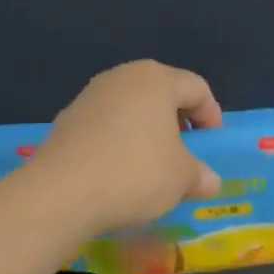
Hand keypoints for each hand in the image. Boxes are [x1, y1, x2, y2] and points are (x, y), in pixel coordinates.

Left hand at [37, 61, 222, 234]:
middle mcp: (121, 78)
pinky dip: (120, 144)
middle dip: (179, 123)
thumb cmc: (135, 174)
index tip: (212, 146)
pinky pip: (106, 127)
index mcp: (155, 80)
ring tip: (154, 167)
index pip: (196, 88)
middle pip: (162, 93)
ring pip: (131, 110)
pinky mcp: (66, 122)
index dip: (212, 115)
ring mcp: (89, 97)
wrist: (61, 195)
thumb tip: (208, 181)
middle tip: (187, 153)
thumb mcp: (182, 179)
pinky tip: (121, 174)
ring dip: (148, 134)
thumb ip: (201, 175)